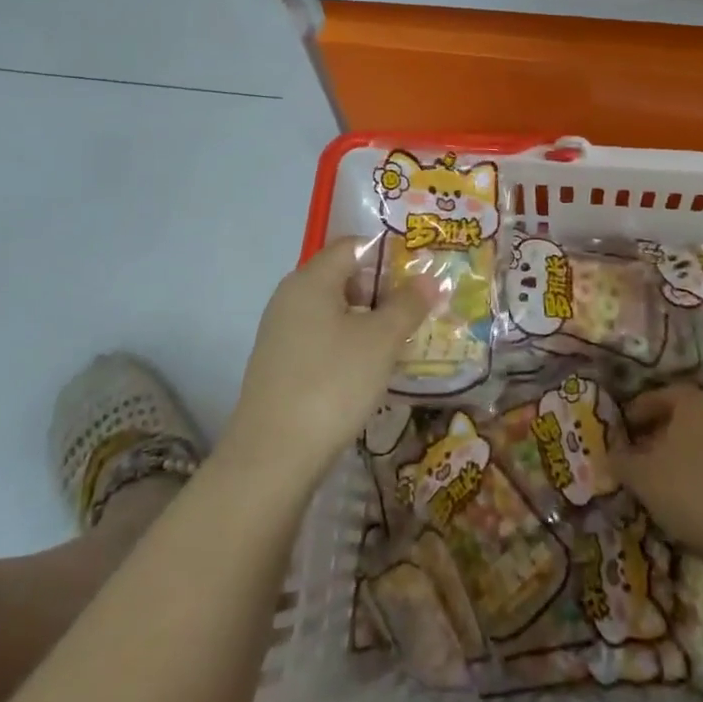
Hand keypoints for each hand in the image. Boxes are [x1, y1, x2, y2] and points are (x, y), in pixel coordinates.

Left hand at [221, 236, 430, 490]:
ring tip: (403, 340)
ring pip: (333, 311)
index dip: (389, 253)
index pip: (353, 245)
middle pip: (343, 277)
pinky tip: (370, 369)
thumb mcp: (381, 340)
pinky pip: (321, 339)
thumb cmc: (332, 382)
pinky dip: (349, 344)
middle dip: (383, 289)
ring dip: (368, 320)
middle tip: (419, 309)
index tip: (422, 272)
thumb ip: (408, 305)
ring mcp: (281, 333)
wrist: (273, 455)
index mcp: (311, 279)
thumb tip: (429, 278)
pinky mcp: (280, 365)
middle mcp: (290, 297)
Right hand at [613, 385, 702, 564]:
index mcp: (692, 401)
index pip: (658, 396)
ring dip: (677, 455)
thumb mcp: (641, 475)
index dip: (636, 412)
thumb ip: (620, 461)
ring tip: (657, 479)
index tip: (622, 430)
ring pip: (699, 441)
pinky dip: (697, 473)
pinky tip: (685, 496)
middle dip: (656, 434)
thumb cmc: (689, 488)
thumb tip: (608, 456)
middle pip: (681, 418)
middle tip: (636, 454)